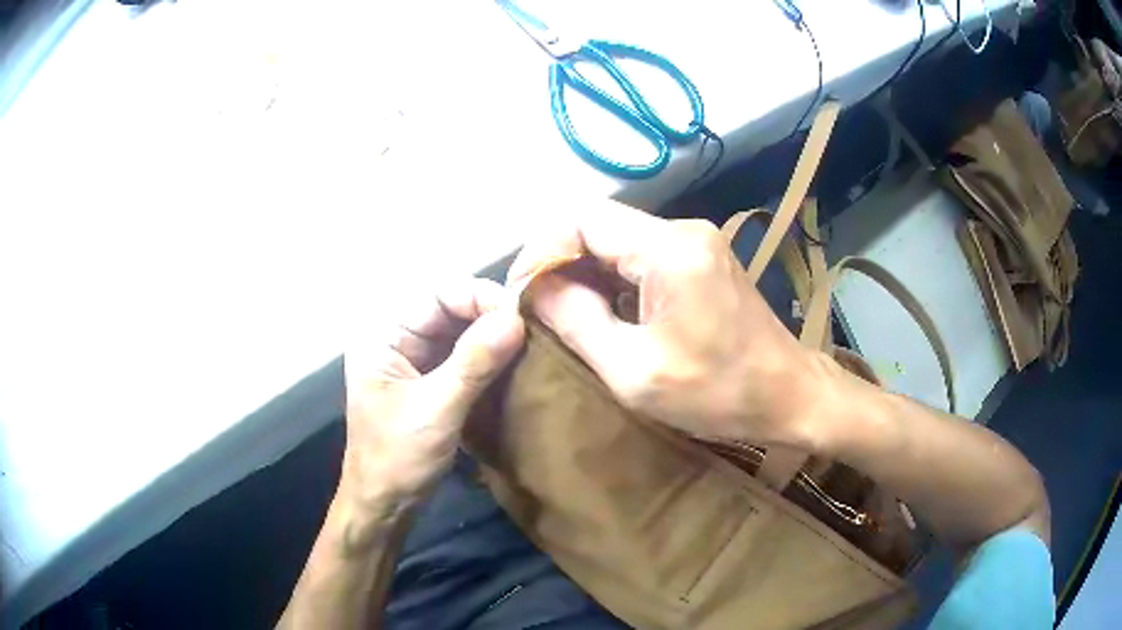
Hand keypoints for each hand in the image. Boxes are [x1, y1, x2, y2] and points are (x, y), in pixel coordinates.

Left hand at [341, 279, 524, 513]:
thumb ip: (474, 363)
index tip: (519, 316)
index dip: (478, 297)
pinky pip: (466, 358)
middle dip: (490, 316)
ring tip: (530, 343)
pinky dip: (490, 358)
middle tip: (532, 330)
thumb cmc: (397, 458)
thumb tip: (516, 317)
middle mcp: (400, 339)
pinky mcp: (433, 383)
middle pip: (451, 309)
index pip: (437, 294)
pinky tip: (516, 363)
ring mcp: (416, 362)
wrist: (384, 506)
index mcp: (385, 335)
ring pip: (462, 333)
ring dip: (494, 337)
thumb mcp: (436, 409)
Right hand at [510, 201, 824, 446]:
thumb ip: (577, 321)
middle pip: (600, 225)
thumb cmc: (717, 393)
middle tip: (535, 307)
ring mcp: (697, 241)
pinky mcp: (702, 259)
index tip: (520, 293)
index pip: (582, 219)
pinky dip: (613, 279)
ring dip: (585, 271)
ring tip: (561, 313)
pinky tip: (602, 311)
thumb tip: (535, 289)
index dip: (542, 250)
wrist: (790, 396)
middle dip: (560, 262)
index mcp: (669, 248)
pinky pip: (642, 256)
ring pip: (619, 240)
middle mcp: (683, 229)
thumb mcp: (634, 370)